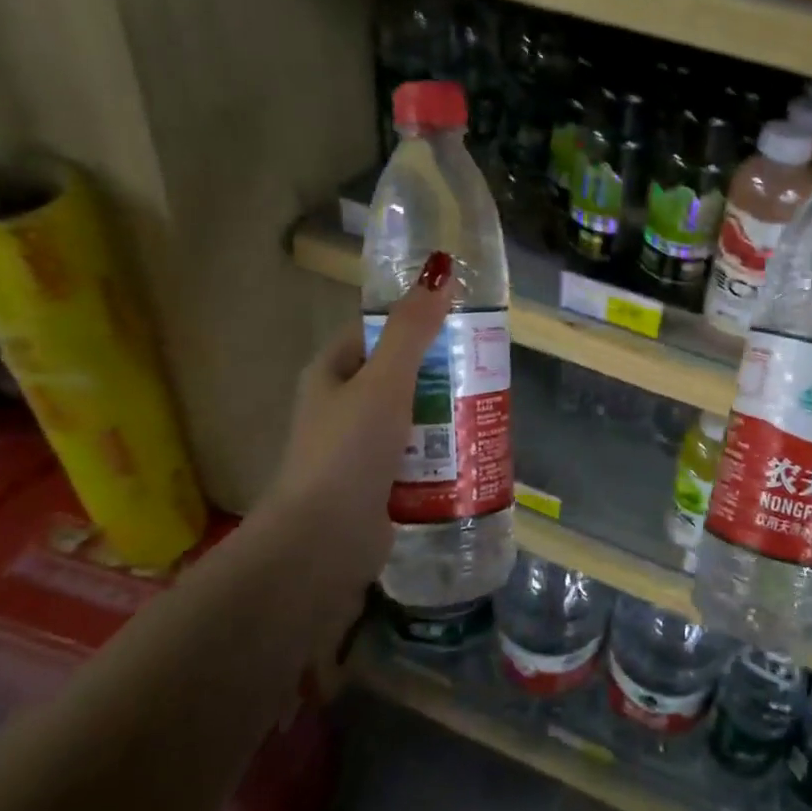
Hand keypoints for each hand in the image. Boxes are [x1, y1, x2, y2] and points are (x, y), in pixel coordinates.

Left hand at [248, 251, 452, 618]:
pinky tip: (474, 453)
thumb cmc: (350, 449)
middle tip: (485, 371)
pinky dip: (442, 454)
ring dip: (445, 416)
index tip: (461, 324)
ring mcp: (358, 449)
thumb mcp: (385, 380)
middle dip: (441, 374)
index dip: (416, 323)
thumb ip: (413, 329)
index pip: (376, 333)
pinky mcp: (377, 484)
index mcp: (332, 373)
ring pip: (412, 418)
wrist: (323, 542)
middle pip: (401, 376)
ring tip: (488, 410)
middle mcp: (341, 407)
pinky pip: (417, 457)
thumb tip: (441, 268)